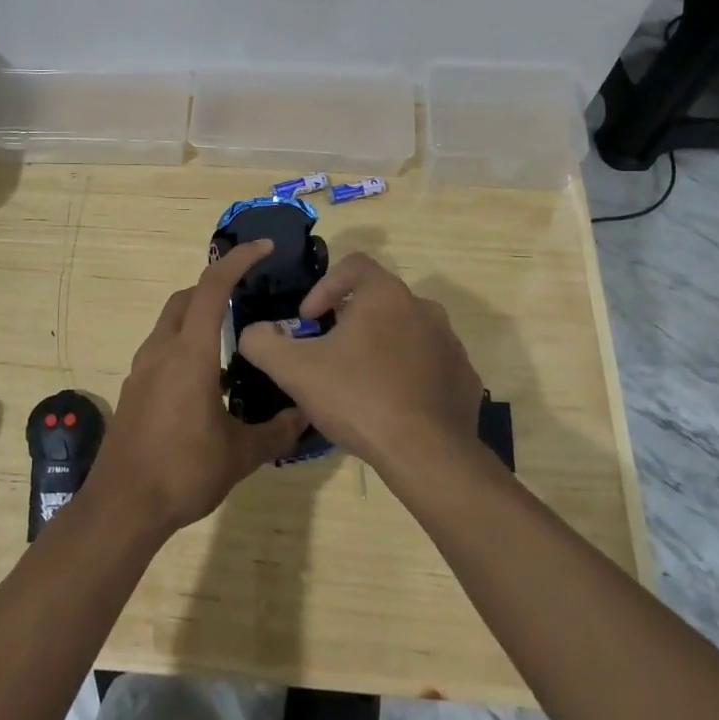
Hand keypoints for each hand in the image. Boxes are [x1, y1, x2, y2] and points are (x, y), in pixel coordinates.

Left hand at [91, 241, 305, 534]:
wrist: (122, 506)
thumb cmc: (183, 471)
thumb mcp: (240, 454)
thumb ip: (276, 432)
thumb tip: (307, 416)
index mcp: (189, 353)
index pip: (212, 288)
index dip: (238, 261)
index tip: (263, 249)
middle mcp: (161, 351)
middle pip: (185, 298)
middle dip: (215, 286)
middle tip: (247, 294)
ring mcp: (142, 370)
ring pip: (170, 324)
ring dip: (197, 317)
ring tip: (231, 339)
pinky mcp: (134, 390)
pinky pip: (161, 350)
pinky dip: (184, 345)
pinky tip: (207, 380)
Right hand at [236, 252, 483, 472]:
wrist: (427, 454)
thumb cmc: (357, 398)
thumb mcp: (293, 370)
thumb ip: (263, 342)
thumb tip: (254, 332)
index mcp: (385, 294)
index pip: (352, 265)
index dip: (324, 287)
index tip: (310, 320)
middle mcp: (423, 308)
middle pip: (378, 299)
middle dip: (350, 320)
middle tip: (328, 353)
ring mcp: (450, 343)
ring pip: (405, 331)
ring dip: (380, 346)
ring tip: (359, 381)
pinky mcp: (464, 377)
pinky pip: (429, 364)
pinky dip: (408, 374)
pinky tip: (391, 404)